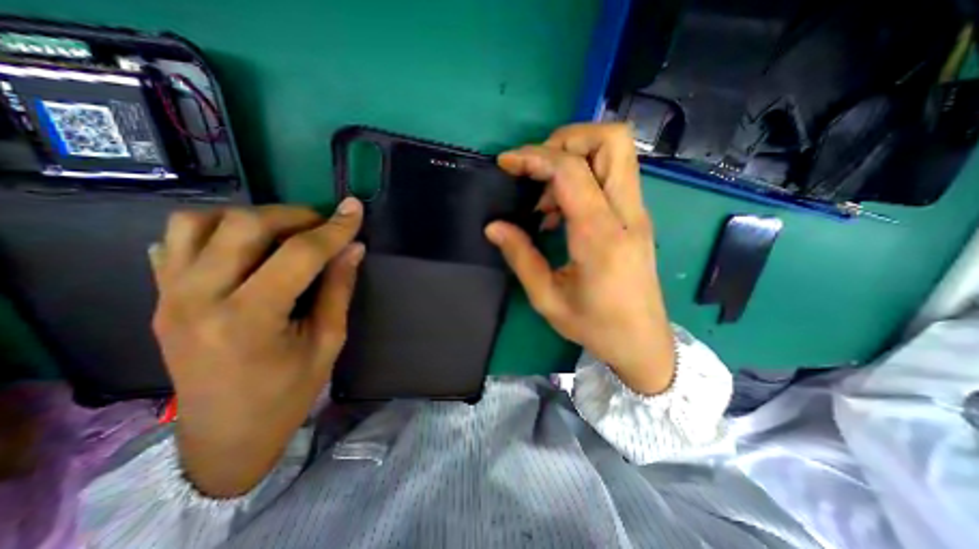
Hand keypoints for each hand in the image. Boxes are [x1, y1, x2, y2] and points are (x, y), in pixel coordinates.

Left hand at [151, 197, 364, 496]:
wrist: (225, 437)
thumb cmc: (288, 393)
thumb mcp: (328, 341)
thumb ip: (339, 288)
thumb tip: (354, 248)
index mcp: (249, 319)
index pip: (300, 254)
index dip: (334, 228)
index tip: (355, 210)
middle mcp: (199, 298)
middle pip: (245, 225)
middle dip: (295, 215)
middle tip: (323, 226)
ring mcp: (169, 296)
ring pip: (199, 221)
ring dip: (251, 218)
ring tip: (283, 233)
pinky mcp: (159, 298)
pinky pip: (175, 241)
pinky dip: (214, 230)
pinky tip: (245, 247)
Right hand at [487, 121, 678, 394]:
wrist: (643, 343)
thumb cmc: (596, 326)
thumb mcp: (547, 298)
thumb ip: (520, 257)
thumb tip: (494, 227)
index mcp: (600, 236)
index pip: (571, 171)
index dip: (534, 157)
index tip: (506, 163)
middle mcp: (626, 214)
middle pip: (611, 140)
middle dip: (566, 139)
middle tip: (535, 168)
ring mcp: (637, 213)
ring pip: (616, 152)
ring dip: (573, 157)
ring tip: (544, 198)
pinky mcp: (637, 218)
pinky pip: (612, 176)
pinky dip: (582, 177)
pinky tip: (560, 211)